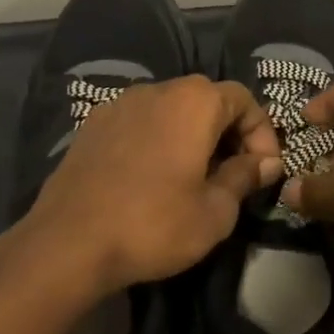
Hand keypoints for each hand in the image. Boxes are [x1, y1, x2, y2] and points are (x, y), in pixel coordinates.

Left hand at [24, 75, 282, 294]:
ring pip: (170, 109)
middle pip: (206, 99)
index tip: (263, 171)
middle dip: (228, 132)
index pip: (243, 99)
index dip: (262, 133)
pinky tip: (151, 177)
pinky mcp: (91, 125)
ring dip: (191, 135)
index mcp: (193, 102)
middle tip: (233, 174)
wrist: (68, 243)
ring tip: (193, 176)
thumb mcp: (215, 211)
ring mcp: (119, 105)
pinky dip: (157, 140)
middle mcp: (157, 90)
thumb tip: (266, 162)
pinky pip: (139, 122)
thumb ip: (245, 177)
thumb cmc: (154, 225)